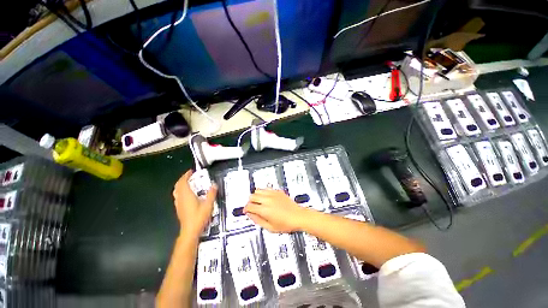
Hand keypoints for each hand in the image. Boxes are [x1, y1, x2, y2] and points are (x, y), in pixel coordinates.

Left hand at [172, 170, 216, 238]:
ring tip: (188, 183)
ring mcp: (178, 203)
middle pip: (178, 185)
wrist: (190, 231)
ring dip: (181, 185)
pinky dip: (181, 191)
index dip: (186, 175)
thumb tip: (214, 185)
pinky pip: (177, 196)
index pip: (183, 182)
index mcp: (187, 195)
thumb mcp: (208, 205)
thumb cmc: (199, 217)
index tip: (191, 171)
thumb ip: (211, 194)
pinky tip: (187, 194)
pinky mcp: (179, 208)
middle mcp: (180, 198)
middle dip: (183, 179)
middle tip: (190, 176)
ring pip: (176, 191)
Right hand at [244, 189, 308, 232]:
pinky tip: (266, 197)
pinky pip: (266, 188)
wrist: (298, 216)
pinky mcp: (278, 191)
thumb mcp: (270, 227)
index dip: (245, 209)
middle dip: (250, 202)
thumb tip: (250, 215)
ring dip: (256, 196)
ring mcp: (273, 194)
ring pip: (258, 190)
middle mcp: (268, 200)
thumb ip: (257, 220)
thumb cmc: (287, 223)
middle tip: (252, 206)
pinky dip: (264, 192)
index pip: (249, 206)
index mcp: (264, 209)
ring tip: (258, 201)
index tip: (246, 211)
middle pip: (252, 196)